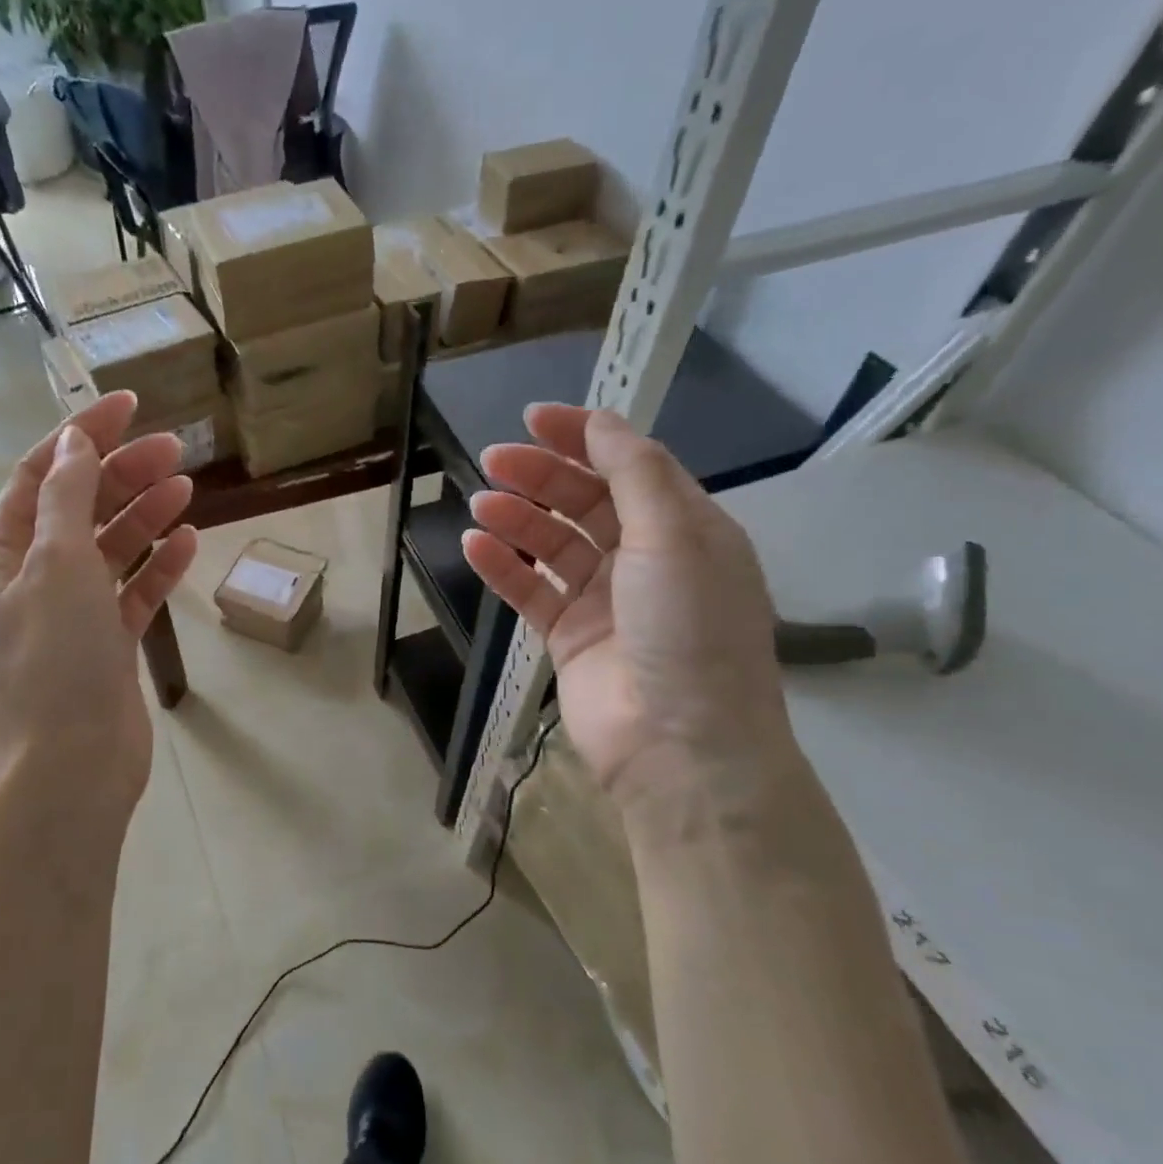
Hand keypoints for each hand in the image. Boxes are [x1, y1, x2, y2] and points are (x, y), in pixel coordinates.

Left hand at [0, 392, 198, 820]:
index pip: (42, 476)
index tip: (130, 405)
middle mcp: (35, 578)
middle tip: (176, 448)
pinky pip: (135, 592)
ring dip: (145, 514)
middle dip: (123, 473)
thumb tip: (75, 443)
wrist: (69, 765)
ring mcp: (74, 613)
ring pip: (112, 548)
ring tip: (186, 486)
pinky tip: (188, 541)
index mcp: (5, 554)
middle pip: (81, 508)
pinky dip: (159, 566)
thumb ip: (66, 498)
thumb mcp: (56, 563)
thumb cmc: (54, 657)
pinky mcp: (109, 644)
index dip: (82, 436)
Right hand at [462, 406, 791, 801]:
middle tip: (493, 459)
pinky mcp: (569, 636)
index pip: (630, 466)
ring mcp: (604, 600)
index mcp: (685, 529)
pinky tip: (475, 545)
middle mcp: (645, 559)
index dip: (584, 437)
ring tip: (480, 503)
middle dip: (542, 476)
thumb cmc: (687, 629)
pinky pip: (530, 590)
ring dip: (517, 518)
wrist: (678, 745)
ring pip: (552, 544)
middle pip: (586, 501)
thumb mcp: (675, 537)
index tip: (534, 418)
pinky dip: (503, 566)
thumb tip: (601, 422)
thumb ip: (635, 474)